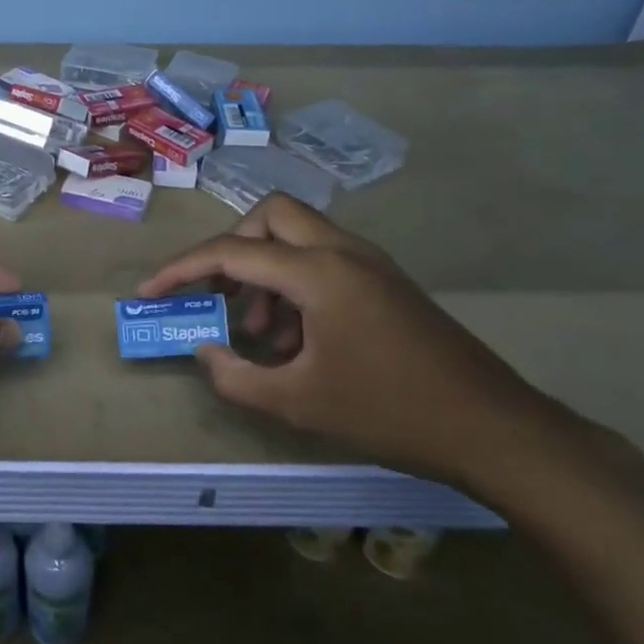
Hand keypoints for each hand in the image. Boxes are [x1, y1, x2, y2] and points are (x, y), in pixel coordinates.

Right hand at [138, 194, 568, 489]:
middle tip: (221, 296)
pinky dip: (296, 284)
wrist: (493, 428)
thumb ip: (236, 376)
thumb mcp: (298, 403)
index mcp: (318, 273)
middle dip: (233, 248)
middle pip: (270, 216)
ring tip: (260, 333)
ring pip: (298, 237)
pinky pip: (324, 260)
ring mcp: (370, 263)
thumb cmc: (390, 412)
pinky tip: (298, 340)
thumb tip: (205, 349)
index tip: (150, 291)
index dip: (182, 270)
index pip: (232, 253)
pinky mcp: (385, 281)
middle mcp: (343, 251)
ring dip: (266, 272)